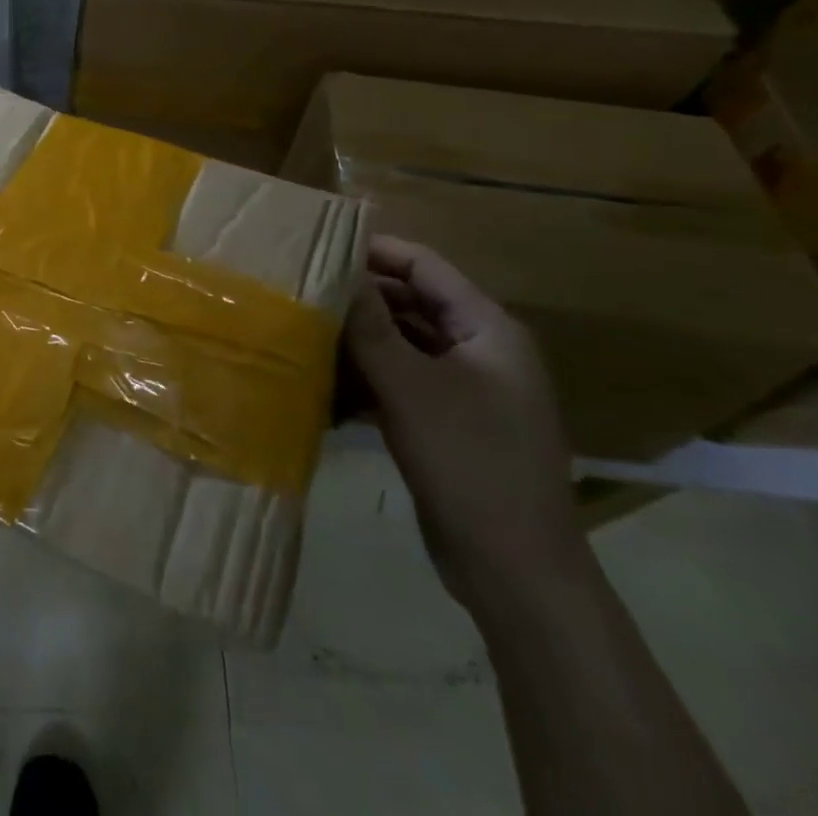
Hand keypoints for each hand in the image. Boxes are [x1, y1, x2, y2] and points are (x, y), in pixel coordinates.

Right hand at [341, 235, 586, 616]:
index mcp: (487, 328)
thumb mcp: (409, 386)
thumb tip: (337, 272)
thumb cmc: (468, 461)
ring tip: (305, 331)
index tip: (319, 247)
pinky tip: (327, 384)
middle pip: (412, 303)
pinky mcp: (450, 423)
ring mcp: (468, 389)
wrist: (515, 570)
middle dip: (360, 298)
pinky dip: (369, 378)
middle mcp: (481, 349)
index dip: (374, 251)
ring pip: (404, 344)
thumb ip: (370, 325)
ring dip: (359, 340)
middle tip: (302, 290)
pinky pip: (403, 382)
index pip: (424, 266)